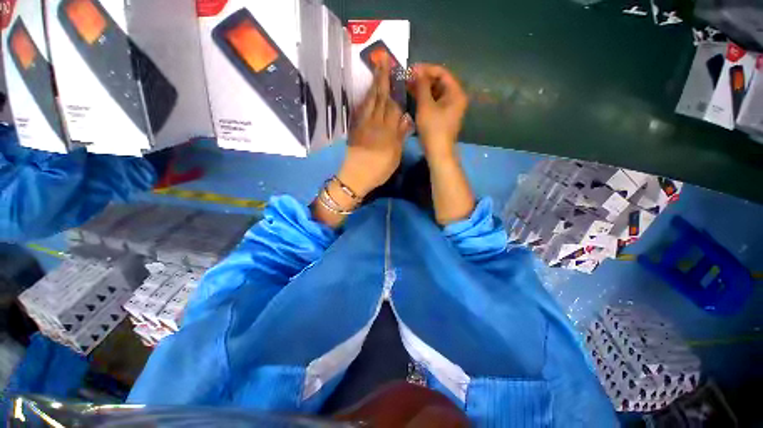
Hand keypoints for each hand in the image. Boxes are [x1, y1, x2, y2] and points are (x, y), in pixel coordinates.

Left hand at [339, 59, 412, 196]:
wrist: (355, 178)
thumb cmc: (378, 171)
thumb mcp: (394, 157)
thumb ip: (400, 137)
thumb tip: (407, 118)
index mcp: (387, 131)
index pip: (393, 106)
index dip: (396, 89)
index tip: (397, 74)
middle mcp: (375, 124)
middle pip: (380, 98)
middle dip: (382, 78)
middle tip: (383, 60)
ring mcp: (363, 125)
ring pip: (369, 101)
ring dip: (373, 85)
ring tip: (376, 71)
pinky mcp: (355, 129)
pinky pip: (360, 110)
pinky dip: (364, 99)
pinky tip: (367, 94)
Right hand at [409, 64, 467, 160]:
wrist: (438, 152)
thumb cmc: (433, 128)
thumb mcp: (426, 105)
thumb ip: (421, 86)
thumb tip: (417, 70)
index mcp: (456, 92)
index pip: (442, 72)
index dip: (426, 69)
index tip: (411, 69)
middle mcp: (456, 97)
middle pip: (439, 82)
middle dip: (423, 79)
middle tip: (407, 78)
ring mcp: (450, 108)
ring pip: (436, 92)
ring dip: (423, 88)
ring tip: (408, 86)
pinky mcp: (444, 116)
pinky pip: (435, 102)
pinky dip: (425, 98)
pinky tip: (413, 97)